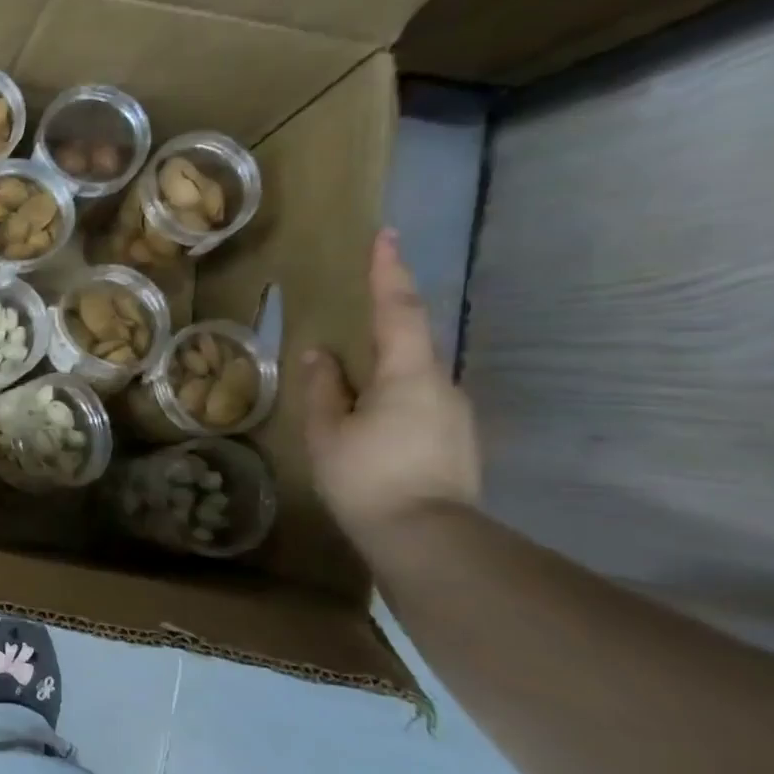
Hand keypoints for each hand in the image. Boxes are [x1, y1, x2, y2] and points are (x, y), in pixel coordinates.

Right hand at [303, 228, 479, 541]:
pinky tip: (368, 419)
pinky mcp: (454, 438)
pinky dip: (391, 394)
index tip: (385, 236)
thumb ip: (323, 388)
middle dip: (385, 318)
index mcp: (408, 374)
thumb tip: (319, 354)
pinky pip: (417, 400)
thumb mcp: (328, 432)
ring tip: (349, 382)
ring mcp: (453, 412)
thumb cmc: (367, 477)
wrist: (426, 537)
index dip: (389, 272)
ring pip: (413, 374)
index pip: (398, 310)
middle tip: (358, 307)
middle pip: (411, 339)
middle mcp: (441, 383)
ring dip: (383, 366)